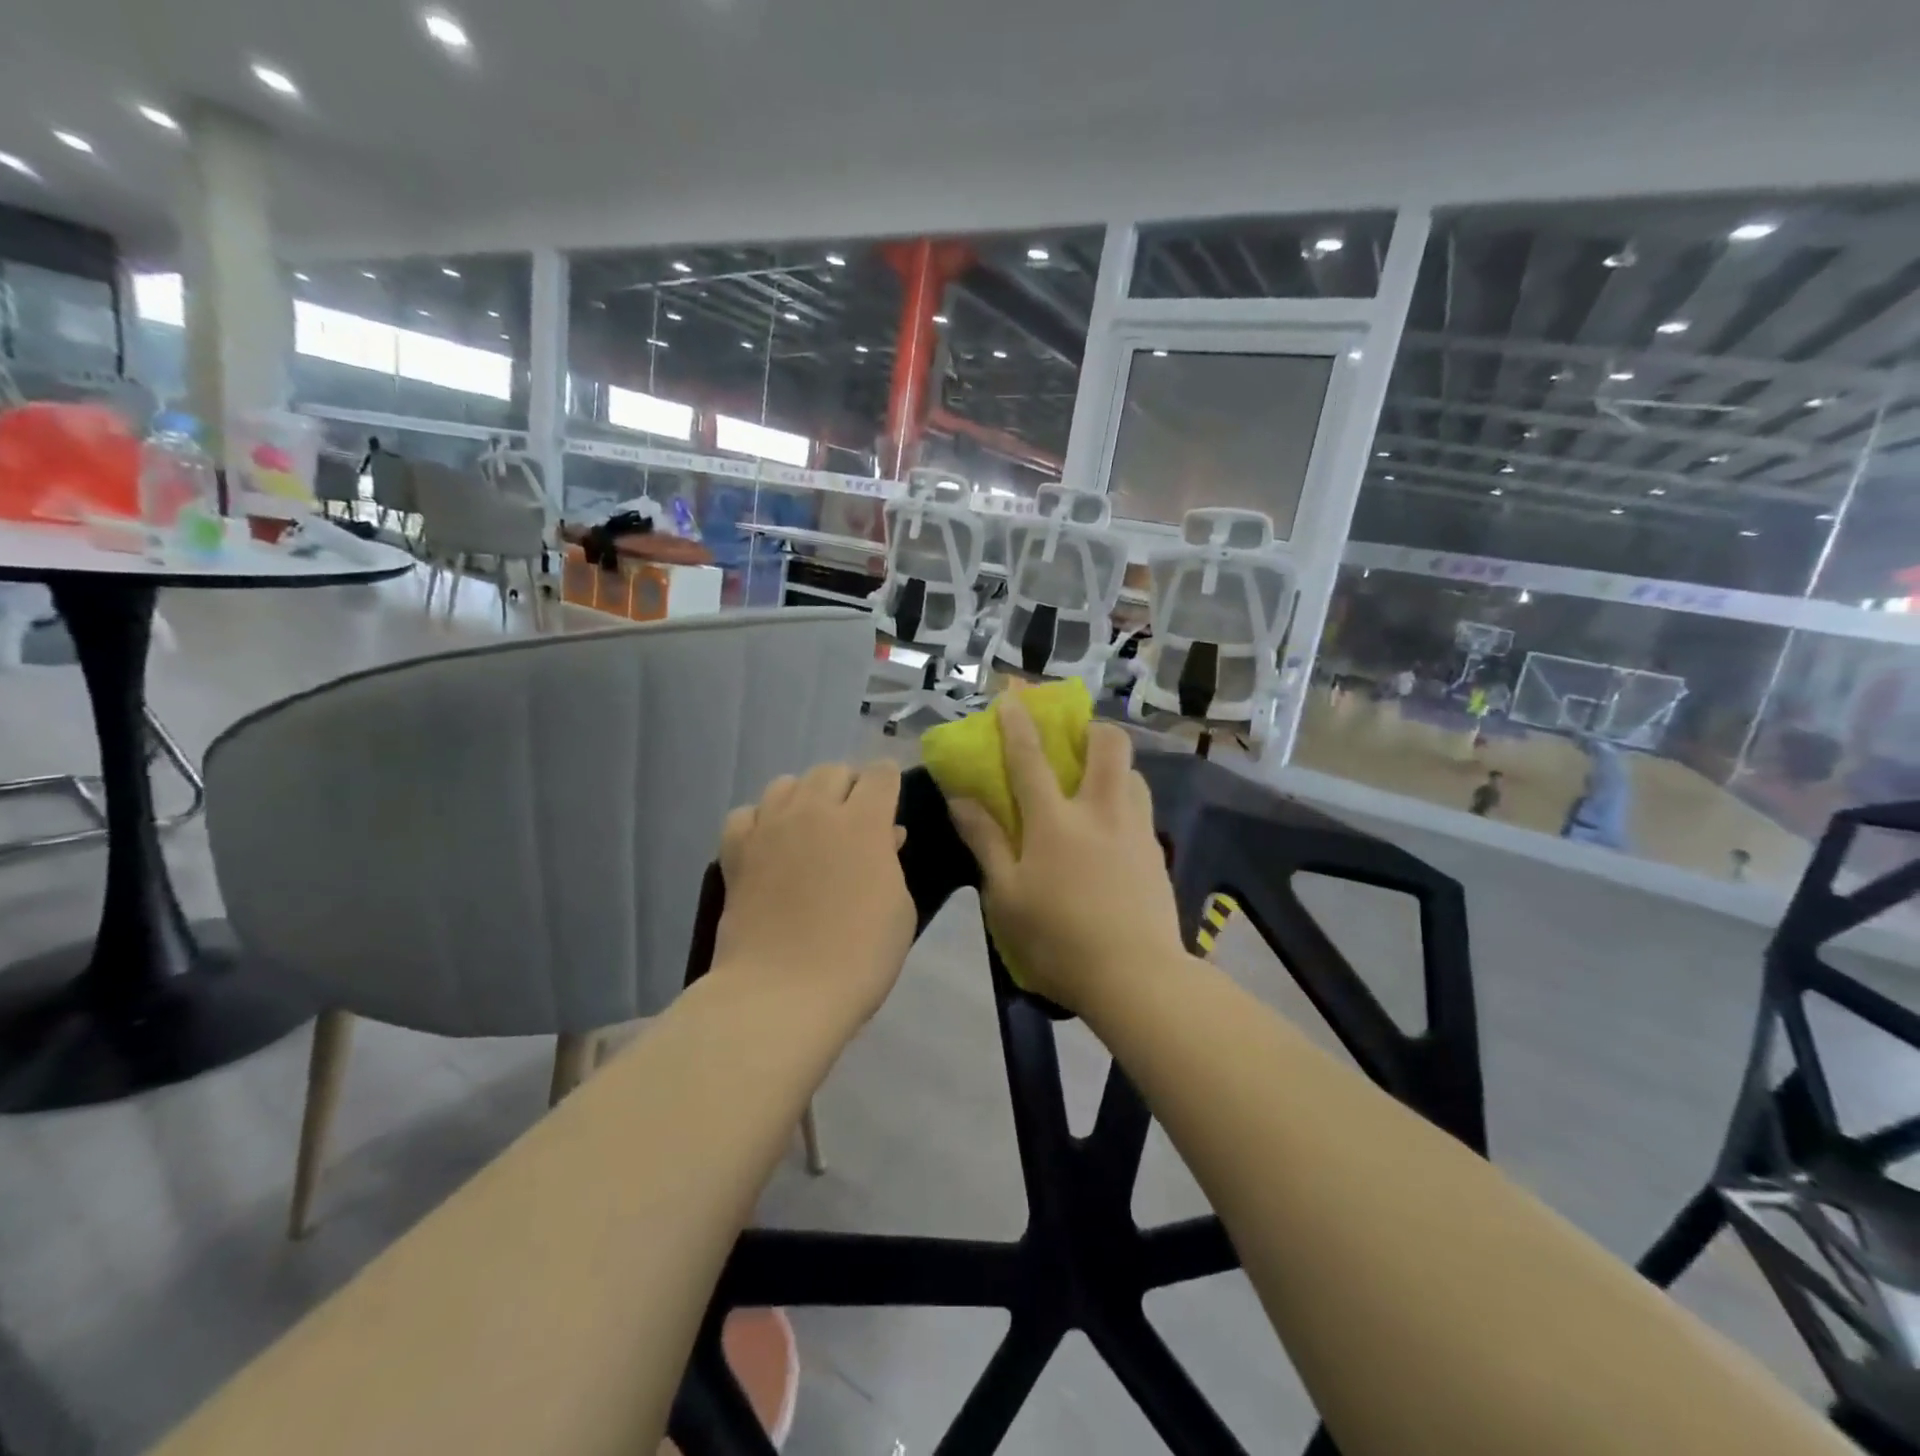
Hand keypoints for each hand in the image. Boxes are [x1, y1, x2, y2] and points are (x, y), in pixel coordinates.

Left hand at [712, 761, 914, 1026]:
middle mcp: (815, 811)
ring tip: (809, 829)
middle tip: (853, 822)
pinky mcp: (736, 852)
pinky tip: (768, 845)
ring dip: (804, 798)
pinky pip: (745, 814)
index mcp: (864, 821)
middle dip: (848, 787)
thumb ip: (890, 862)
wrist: (783, 993)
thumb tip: (884, 837)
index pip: (881, 774)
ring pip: (786, 784)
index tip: (891, 804)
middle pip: (831, 770)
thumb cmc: (859, 956)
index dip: (890, 783)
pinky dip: (760, 821)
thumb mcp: (899, 909)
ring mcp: (770, 828)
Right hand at [946, 698, 1189, 1015]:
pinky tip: (1114, 831)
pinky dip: (1126, 800)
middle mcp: (1100, 811)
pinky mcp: (1157, 852)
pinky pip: (1143, 807)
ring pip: (1133, 773)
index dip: (1017, 723)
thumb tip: (961, 799)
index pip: (1030, 758)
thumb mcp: (1005, 896)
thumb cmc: (1058, 940)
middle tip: (1075, 740)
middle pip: (1108, 746)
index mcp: (1055, 821)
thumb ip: (985, 842)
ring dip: (1114, 766)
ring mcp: (1136, 829)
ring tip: (1095, 786)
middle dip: (1092, 728)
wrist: (1136, 977)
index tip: (1011, 697)